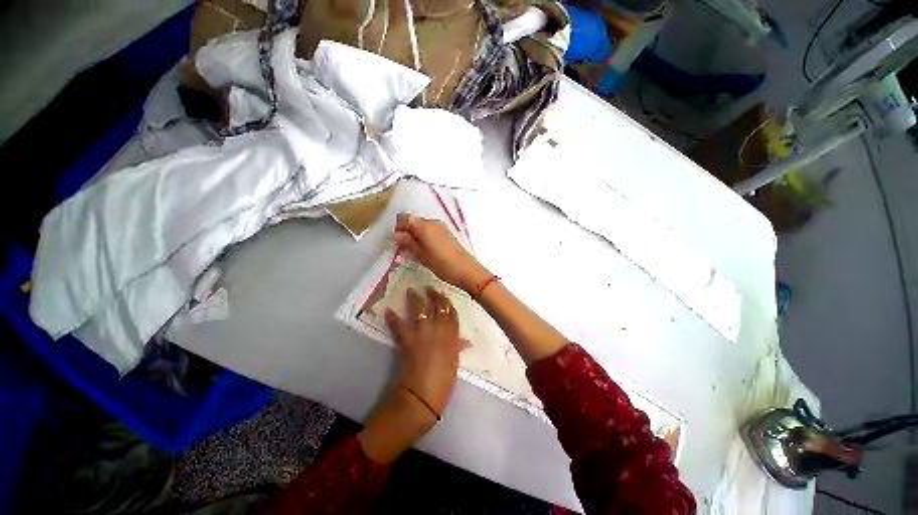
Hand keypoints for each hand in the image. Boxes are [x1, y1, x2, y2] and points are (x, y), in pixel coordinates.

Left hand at [385, 287, 465, 416]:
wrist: (423, 396)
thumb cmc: (444, 382)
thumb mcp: (454, 363)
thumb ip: (457, 348)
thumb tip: (465, 341)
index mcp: (452, 336)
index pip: (452, 314)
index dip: (447, 303)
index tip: (444, 295)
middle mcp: (439, 330)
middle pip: (437, 307)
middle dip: (434, 296)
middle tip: (430, 288)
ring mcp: (422, 334)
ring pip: (420, 311)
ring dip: (415, 299)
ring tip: (411, 290)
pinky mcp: (407, 341)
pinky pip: (399, 326)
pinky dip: (393, 318)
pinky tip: (388, 310)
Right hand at [392, 213, 489, 292]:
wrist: (467, 271)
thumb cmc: (442, 264)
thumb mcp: (421, 255)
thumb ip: (408, 243)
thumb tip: (395, 235)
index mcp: (424, 225)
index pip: (404, 217)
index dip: (398, 228)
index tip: (397, 242)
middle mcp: (433, 222)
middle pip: (413, 221)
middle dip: (406, 232)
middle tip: (405, 250)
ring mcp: (441, 227)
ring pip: (422, 227)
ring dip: (415, 236)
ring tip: (415, 252)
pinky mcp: (447, 234)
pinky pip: (430, 231)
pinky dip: (424, 238)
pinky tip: (426, 251)